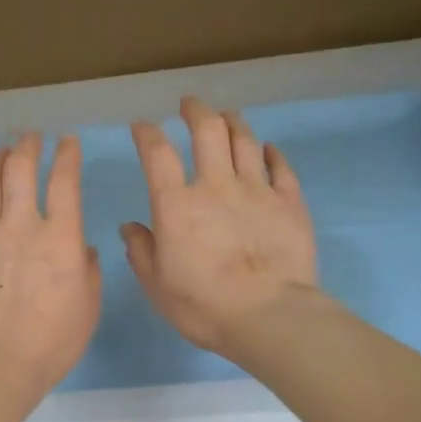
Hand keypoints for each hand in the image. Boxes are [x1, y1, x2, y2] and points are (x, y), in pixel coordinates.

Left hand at [0, 131, 101, 404]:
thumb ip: (88, 271)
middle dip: (28, 147)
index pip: (65, 181)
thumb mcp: (88, 308)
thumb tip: (83, 249)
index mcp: (60, 236)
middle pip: (21, 171)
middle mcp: (20, 224)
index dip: (67, 155)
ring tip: (1, 153)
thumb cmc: (51, 342)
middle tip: (30, 137)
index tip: (67, 141)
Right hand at [122, 97, 318, 357]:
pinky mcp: (290, 202)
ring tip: (226, 115)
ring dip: (233, 122)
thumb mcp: (157, 286)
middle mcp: (216, 185)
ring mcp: (257, 190)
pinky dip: (272, 153)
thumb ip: (141, 252)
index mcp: (177, 205)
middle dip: (196, 110)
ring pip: (245, 140)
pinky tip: (268, 148)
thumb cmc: (204, 306)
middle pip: (207, 130)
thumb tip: (130, 227)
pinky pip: (281, 166)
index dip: (147, 134)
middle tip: (190, 105)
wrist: (268, 316)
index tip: (142, 126)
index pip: (157, 154)